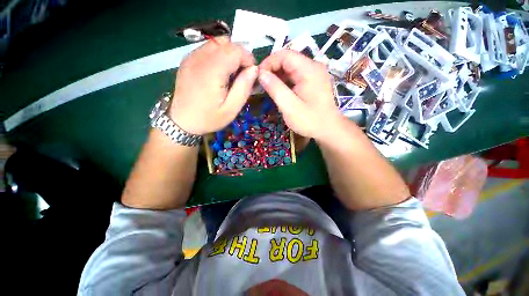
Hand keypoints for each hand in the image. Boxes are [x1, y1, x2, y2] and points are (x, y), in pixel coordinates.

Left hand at [170, 37, 257, 134]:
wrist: (182, 121)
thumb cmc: (209, 118)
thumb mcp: (231, 109)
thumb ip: (244, 87)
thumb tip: (254, 69)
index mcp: (212, 71)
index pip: (235, 50)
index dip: (248, 59)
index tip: (251, 75)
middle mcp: (200, 58)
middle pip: (226, 42)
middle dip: (239, 55)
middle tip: (241, 75)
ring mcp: (191, 57)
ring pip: (217, 43)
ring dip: (229, 54)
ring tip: (230, 74)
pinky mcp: (187, 60)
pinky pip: (207, 49)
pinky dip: (218, 56)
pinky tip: (218, 73)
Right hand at [258, 50, 341, 138]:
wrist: (328, 130)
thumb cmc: (310, 120)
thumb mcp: (290, 107)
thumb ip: (275, 89)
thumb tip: (261, 74)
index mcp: (309, 70)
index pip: (285, 55)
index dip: (269, 62)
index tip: (258, 76)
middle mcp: (313, 67)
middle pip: (288, 60)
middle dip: (272, 70)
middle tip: (261, 84)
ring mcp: (314, 74)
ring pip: (291, 68)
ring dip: (277, 76)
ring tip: (267, 88)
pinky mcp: (312, 82)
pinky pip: (295, 76)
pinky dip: (285, 81)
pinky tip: (278, 91)